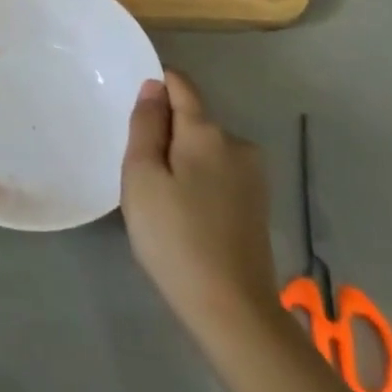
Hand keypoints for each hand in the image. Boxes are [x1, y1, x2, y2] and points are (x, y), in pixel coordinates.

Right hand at [121, 71, 280, 344]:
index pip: (181, 86)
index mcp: (207, 132)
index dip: (157, 84)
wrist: (231, 307)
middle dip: (166, 133)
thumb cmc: (174, 236)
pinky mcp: (257, 204)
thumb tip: (154, 87)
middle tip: (139, 173)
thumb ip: (146, 126)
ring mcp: (252, 176)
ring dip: (182, 161)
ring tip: (160, 200)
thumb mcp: (142, 178)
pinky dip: (198, 182)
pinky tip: (185, 216)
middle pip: (193, 121)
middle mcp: (236, 144)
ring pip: (205, 150)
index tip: (134, 106)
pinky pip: (219, 174)